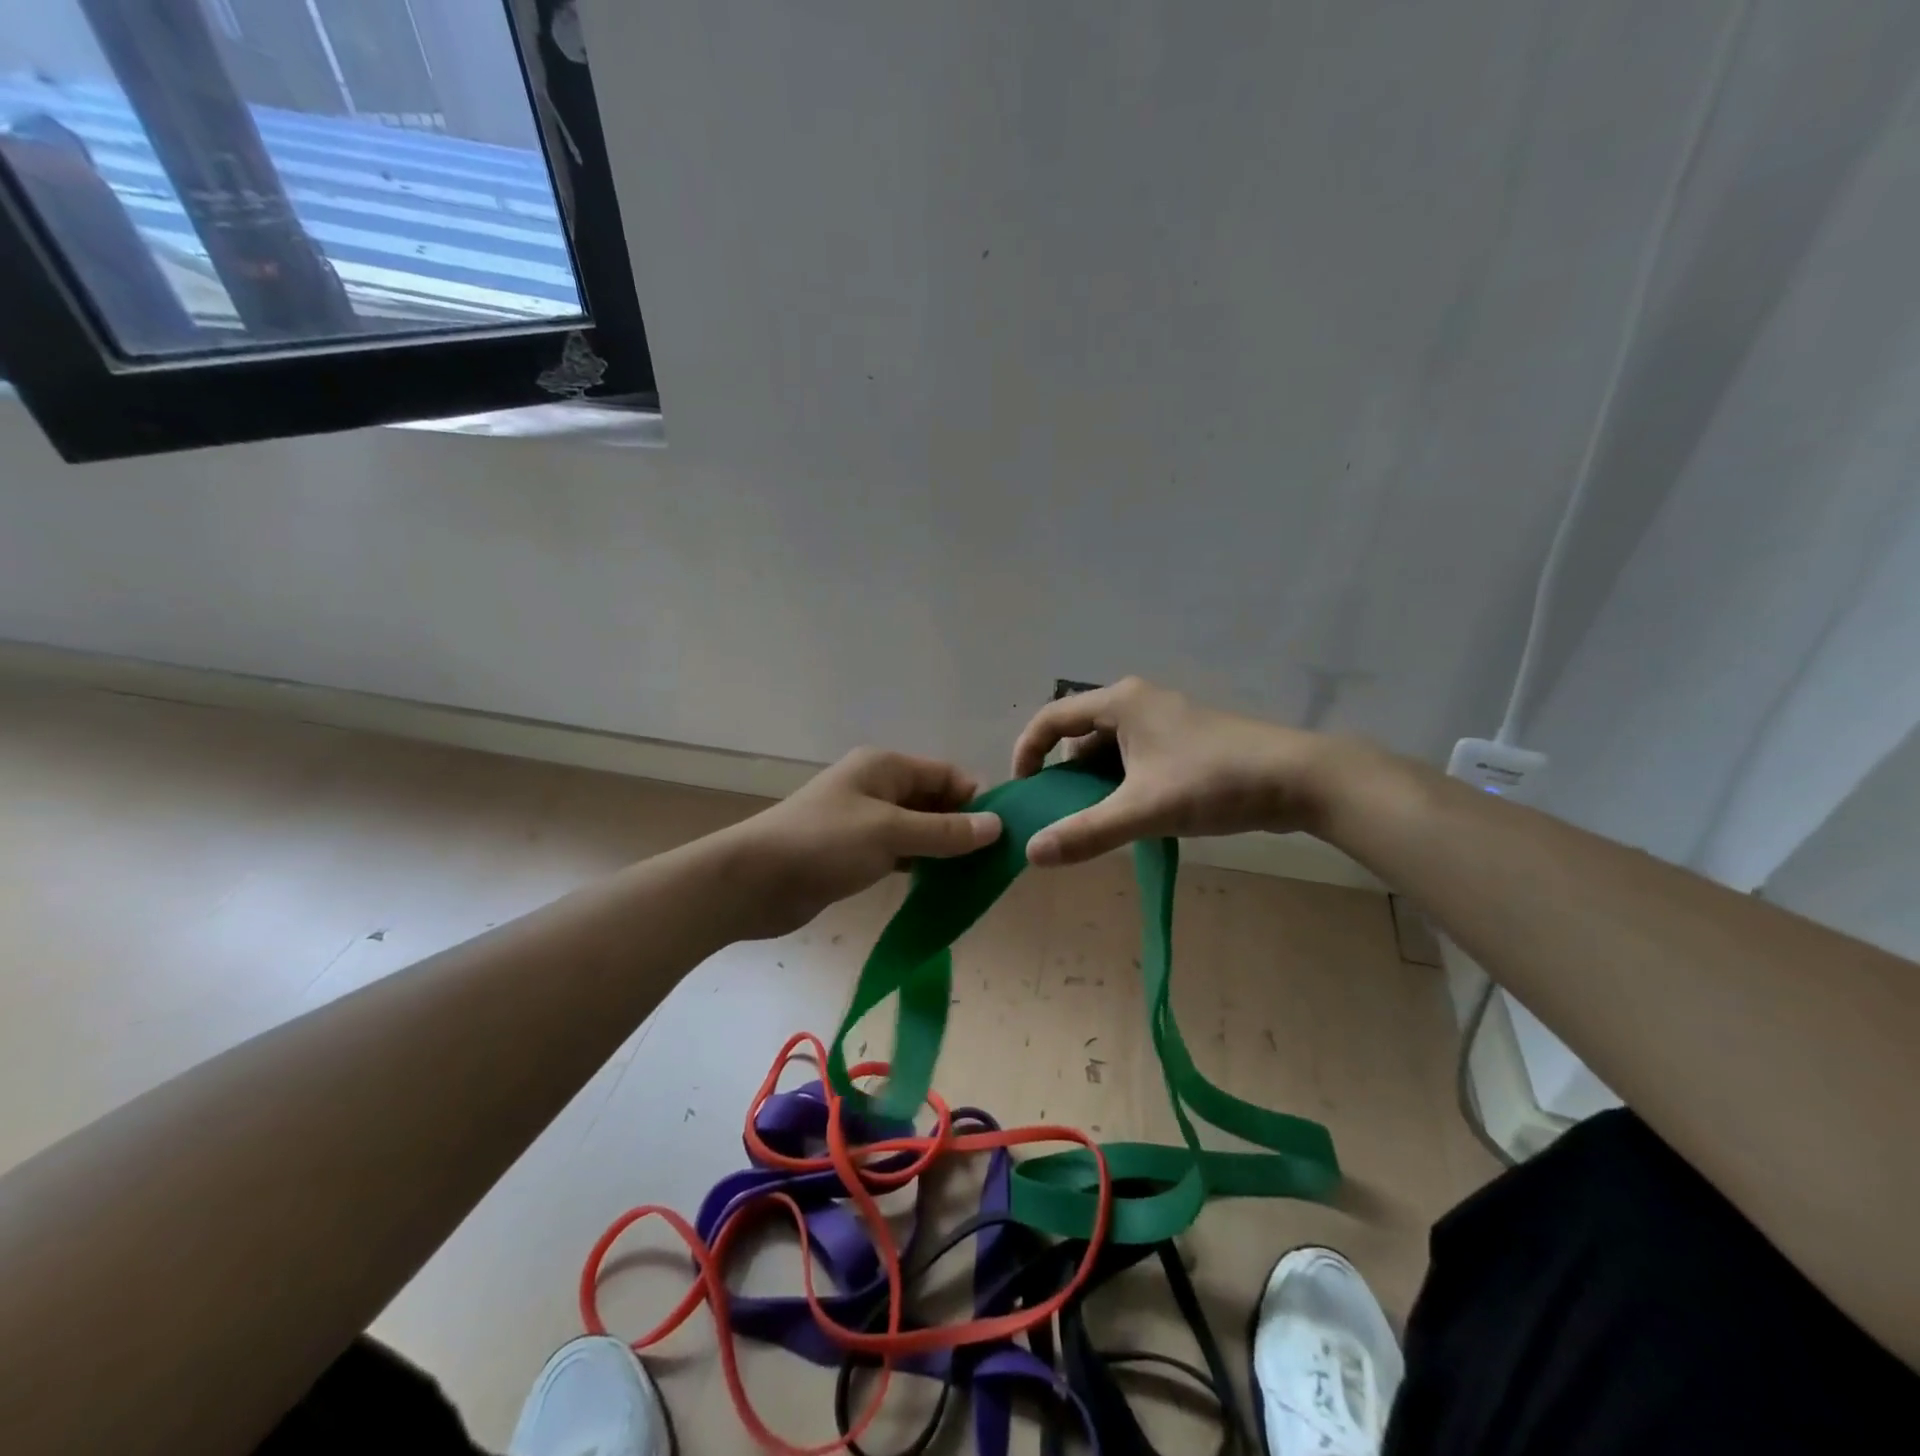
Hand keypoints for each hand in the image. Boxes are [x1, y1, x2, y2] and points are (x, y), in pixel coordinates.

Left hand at [723, 747, 1001, 936]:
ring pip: (917, 829)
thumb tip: (997, 826)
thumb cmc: (823, 844)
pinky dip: (920, 865)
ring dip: (943, 849)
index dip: (976, 800)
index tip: (1004, 834)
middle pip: (933, 801)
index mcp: (885, 767)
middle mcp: (877, 787)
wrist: (752, 882)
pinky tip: (940, 886)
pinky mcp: (854, 852)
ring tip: (975, 877)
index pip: (946, 774)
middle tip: (994, 862)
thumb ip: (945, 831)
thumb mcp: (890, 833)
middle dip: (963, 827)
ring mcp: (864, 821)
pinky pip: (899, 852)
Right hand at [1011, 677, 1355, 865]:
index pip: (1051, 717)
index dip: (1028, 751)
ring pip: (1109, 750)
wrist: (1300, 779)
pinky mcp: (1185, 741)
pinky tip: (1132, 816)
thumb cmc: (1214, 782)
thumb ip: (1086, 832)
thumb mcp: (1144, 810)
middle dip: (1063, 774)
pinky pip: (1135, 758)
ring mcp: (1165, 720)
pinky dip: (1122, 784)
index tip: (1024, 791)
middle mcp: (1138, 702)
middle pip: (1079, 734)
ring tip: (1094, 822)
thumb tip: (1032, 853)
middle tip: (1058, 814)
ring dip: (1095, 783)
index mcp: (1121, 702)